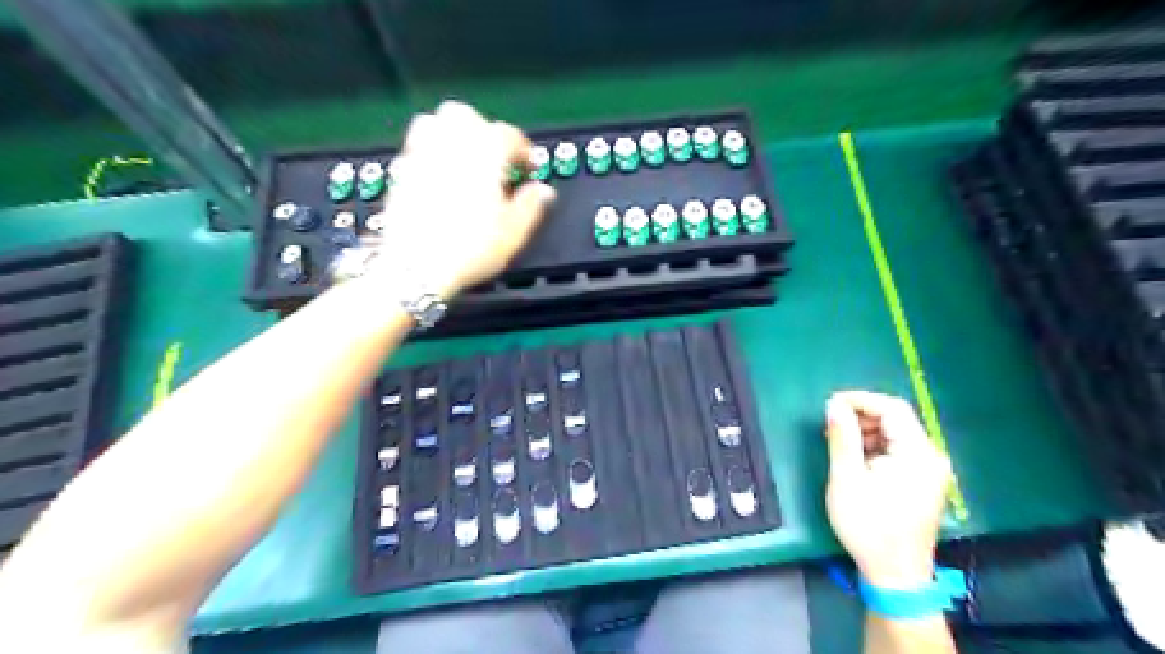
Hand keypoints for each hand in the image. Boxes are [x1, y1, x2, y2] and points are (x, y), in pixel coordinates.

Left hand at [370, 100, 555, 296]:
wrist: (417, 266)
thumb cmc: (470, 248)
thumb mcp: (514, 232)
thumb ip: (532, 205)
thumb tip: (543, 191)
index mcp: (485, 153)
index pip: (509, 135)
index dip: (524, 150)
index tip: (529, 168)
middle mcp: (451, 144)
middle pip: (466, 115)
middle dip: (484, 130)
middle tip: (496, 159)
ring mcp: (421, 155)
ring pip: (434, 122)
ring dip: (452, 134)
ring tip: (465, 160)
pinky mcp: (400, 172)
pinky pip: (416, 148)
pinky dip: (430, 154)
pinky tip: (438, 177)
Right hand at [822, 392, 950, 590]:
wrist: (895, 575)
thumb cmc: (868, 526)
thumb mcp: (846, 478)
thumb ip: (842, 437)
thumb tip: (834, 404)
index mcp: (918, 454)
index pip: (892, 408)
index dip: (860, 400)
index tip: (830, 405)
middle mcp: (931, 457)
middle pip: (896, 419)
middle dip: (862, 417)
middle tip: (831, 427)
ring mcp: (931, 470)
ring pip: (897, 434)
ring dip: (867, 432)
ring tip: (839, 444)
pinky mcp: (924, 481)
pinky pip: (900, 451)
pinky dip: (876, 448)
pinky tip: (856, 460)